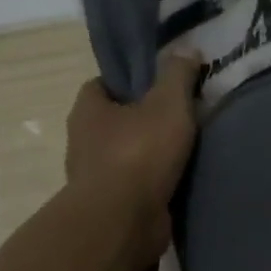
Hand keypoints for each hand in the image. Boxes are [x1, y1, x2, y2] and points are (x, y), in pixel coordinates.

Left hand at [64, 53, 200, 266]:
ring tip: (186, 149)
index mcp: (88, 110)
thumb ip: (178, 75)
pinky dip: (153, 183)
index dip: (128, 81)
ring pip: (125, 155)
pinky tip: (180, 179)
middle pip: (114, 121)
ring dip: (149, 154)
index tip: (158, 84)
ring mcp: (94, 177)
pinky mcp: (110, 206)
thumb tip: (187, 50)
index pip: (101, 85)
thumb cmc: (139, 153)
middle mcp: (83, 141)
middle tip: (179, 114)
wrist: (123, 221)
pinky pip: (135, 186)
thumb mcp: (168, 103)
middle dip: (142, 119)